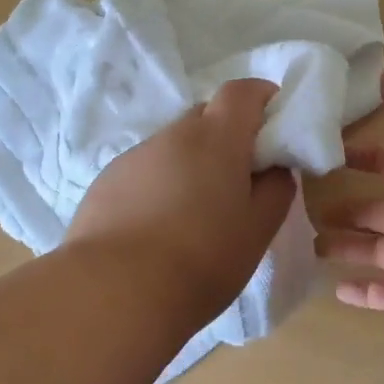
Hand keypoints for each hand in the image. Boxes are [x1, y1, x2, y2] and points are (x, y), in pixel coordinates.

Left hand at [66, 78, 296, 316]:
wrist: (113, 292)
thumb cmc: (202, 258)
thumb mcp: (258, 229)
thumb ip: (276, 189)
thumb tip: (274, 168)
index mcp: (216, 137)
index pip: (243, 91)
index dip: (262, 100)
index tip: (274, 130)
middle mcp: (173, 134)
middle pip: (206, 116)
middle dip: (228, 137)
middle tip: (238, 181)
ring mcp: (135, 156)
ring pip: (174, 146)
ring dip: (191, 165)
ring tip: (194, 216)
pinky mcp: (106, 181)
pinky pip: (145, 171)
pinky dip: (160, 186)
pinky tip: (157, 229)